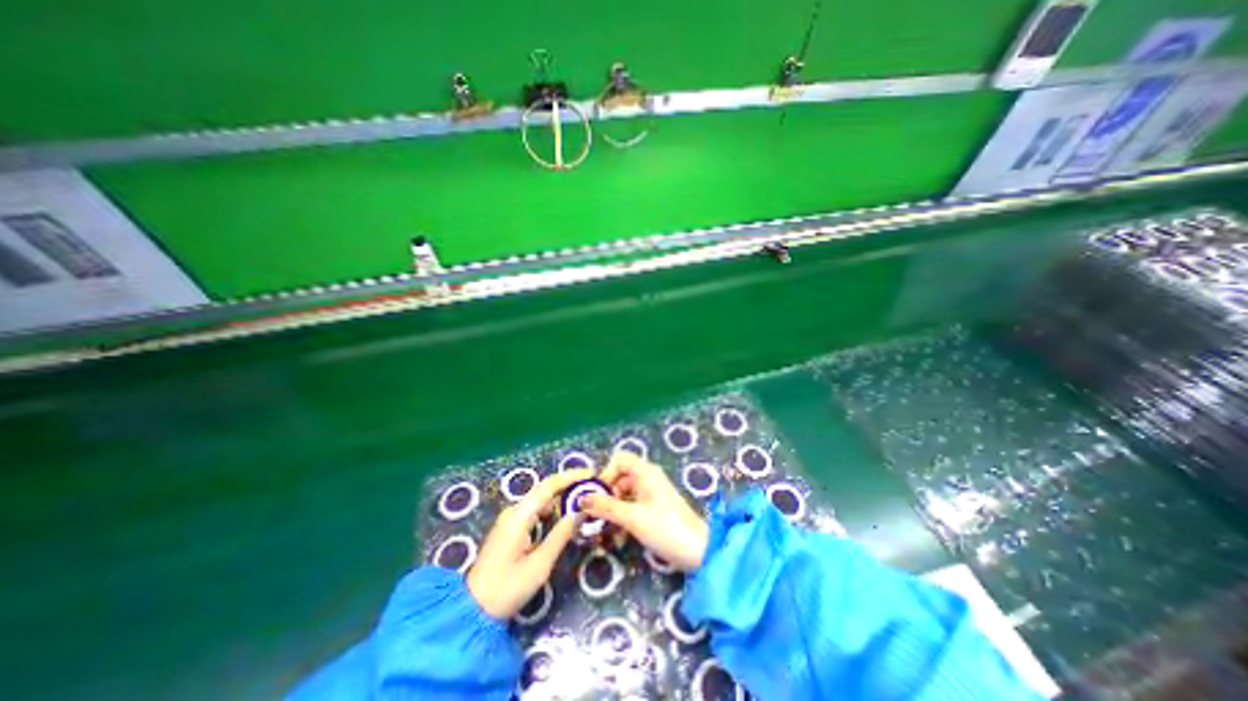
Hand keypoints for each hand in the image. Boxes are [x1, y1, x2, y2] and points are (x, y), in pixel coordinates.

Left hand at [465, 469, 590, 614]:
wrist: (471, 611)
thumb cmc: (506, 590)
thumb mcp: (539, 565)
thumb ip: (561, 535)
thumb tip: (580, 512)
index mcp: (519, 516)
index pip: (548, 486)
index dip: (571, 476)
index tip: (591, 473)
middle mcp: (514, 511)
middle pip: (545, 489)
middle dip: (569, 485)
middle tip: (592, 487)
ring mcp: (511, 519)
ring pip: (541, 499)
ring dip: (562, 497)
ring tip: (583, 499)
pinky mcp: (511, 528)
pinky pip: (536, 510)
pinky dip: (553, 508)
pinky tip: (565, 514)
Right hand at [580, 452, 706, 571]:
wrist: (698, 552)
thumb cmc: (665, 528)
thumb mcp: (632, 517)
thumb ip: (606, 507)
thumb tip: (582, 499)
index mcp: (645, 472)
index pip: (619, 459)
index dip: (605, 473)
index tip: (596, 495)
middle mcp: (648, 479)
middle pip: (619, 478)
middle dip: (605, 497)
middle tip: (594, 517)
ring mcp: (651, 494)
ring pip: (623, 495)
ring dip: (612, 512)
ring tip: (602, 532)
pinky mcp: (653, 510)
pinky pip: (631, 508)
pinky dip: (622, 519)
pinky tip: (617, 539)